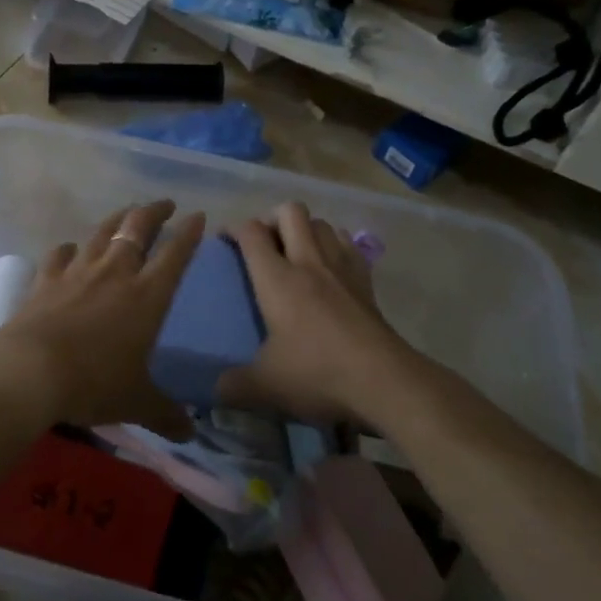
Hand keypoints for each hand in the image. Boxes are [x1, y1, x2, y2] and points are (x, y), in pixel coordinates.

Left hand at [0, 199, 203, 439]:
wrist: (30, 371)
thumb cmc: (93, 383)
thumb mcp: (136, 402)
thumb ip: (164, 413)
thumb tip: (190, 433)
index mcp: (146, 296)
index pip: (175, 255)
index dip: (189, 234)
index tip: (198, 216)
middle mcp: (115, 274)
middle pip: (138, 229)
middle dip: (154, 212)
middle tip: (165, 204)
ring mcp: (78, 272)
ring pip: (102, 233)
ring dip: (117, 219)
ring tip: (127, 212)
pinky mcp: (47, 280)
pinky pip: (60, 255)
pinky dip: (68, 249)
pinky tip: (69, 249)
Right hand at [218, 202, 411, 422]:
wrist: (384, 382)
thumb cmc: (318, 374)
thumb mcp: (266, 386)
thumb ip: (234, 385)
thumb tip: (216, 389)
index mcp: (277, 278)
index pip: (251, 232)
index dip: (233, 228)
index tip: (224, 240)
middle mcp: (308, 262)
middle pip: (290, 211)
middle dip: (271, 218)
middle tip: (263, 245)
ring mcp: (341, 268)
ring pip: (321, 222)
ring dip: (305, 229)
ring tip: (295, 253)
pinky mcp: (366, 281)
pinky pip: (348, 244)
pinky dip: (334, 244)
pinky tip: (329, 267)